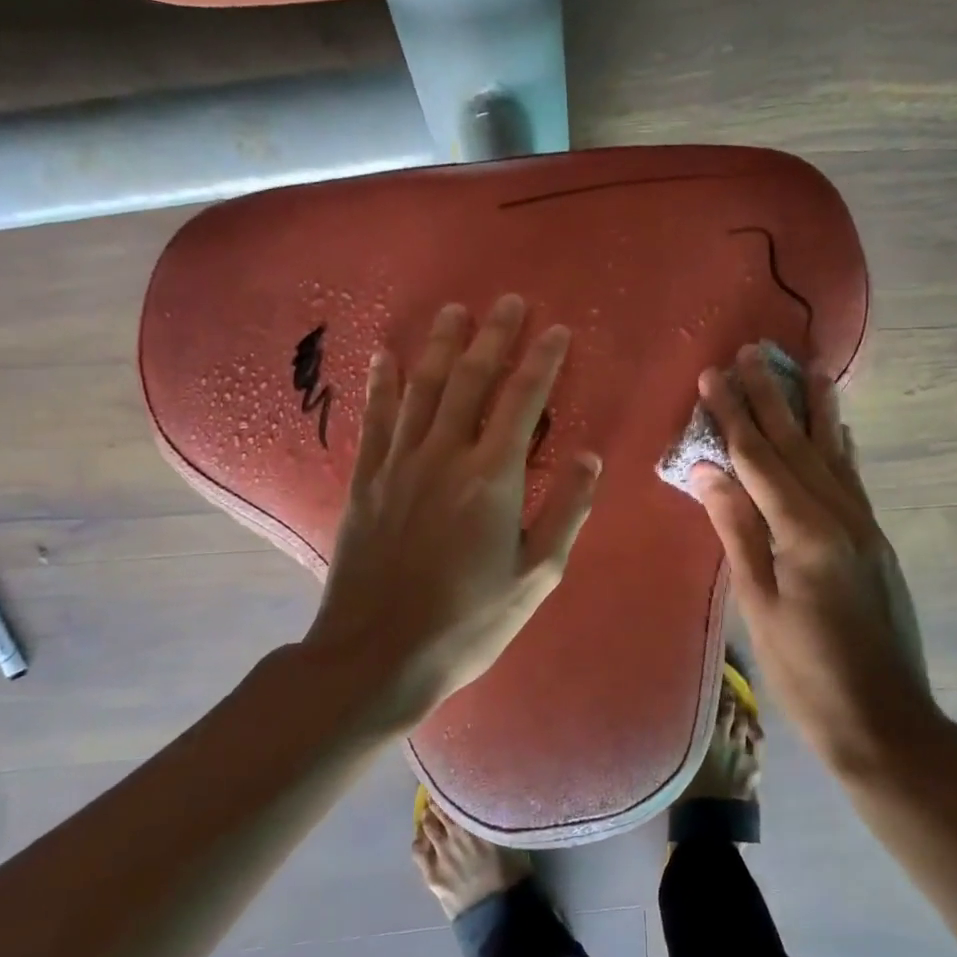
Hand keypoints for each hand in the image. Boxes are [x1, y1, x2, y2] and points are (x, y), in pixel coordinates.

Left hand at [308, 295, 600, 725]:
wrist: (377, 655)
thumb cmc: (468, 621)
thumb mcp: (536, 577)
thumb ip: (566, 511)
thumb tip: (589, 456)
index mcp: (492, 478)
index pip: (522, 401)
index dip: (542, 360)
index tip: (556, 329)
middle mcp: (445, 455)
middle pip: (471, 379)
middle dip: (493, 336)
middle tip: (507, 302)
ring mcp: (400, 464)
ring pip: (422, 388)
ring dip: (440, 345)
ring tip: (453, 310)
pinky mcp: (367, 480)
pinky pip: (377, 419)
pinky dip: (382, 384)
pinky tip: (385, 356)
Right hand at [692, 344, 935, 772]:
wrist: (885, 721)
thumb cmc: (807, 672)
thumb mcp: (759, 605)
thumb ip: (737, 531)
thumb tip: (707, 470)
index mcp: (805, 531)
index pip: (759, 459)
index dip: (734, 415)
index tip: (714, 375)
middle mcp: (840, 515)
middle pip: (796, 445)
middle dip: (771, 396)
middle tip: (754, 351)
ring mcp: (863, 525)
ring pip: (832, 453)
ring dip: (815, 409)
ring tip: (809, 367)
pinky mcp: (874, 540)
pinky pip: (852, 479)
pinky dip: (841, 447)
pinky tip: (840, 428)